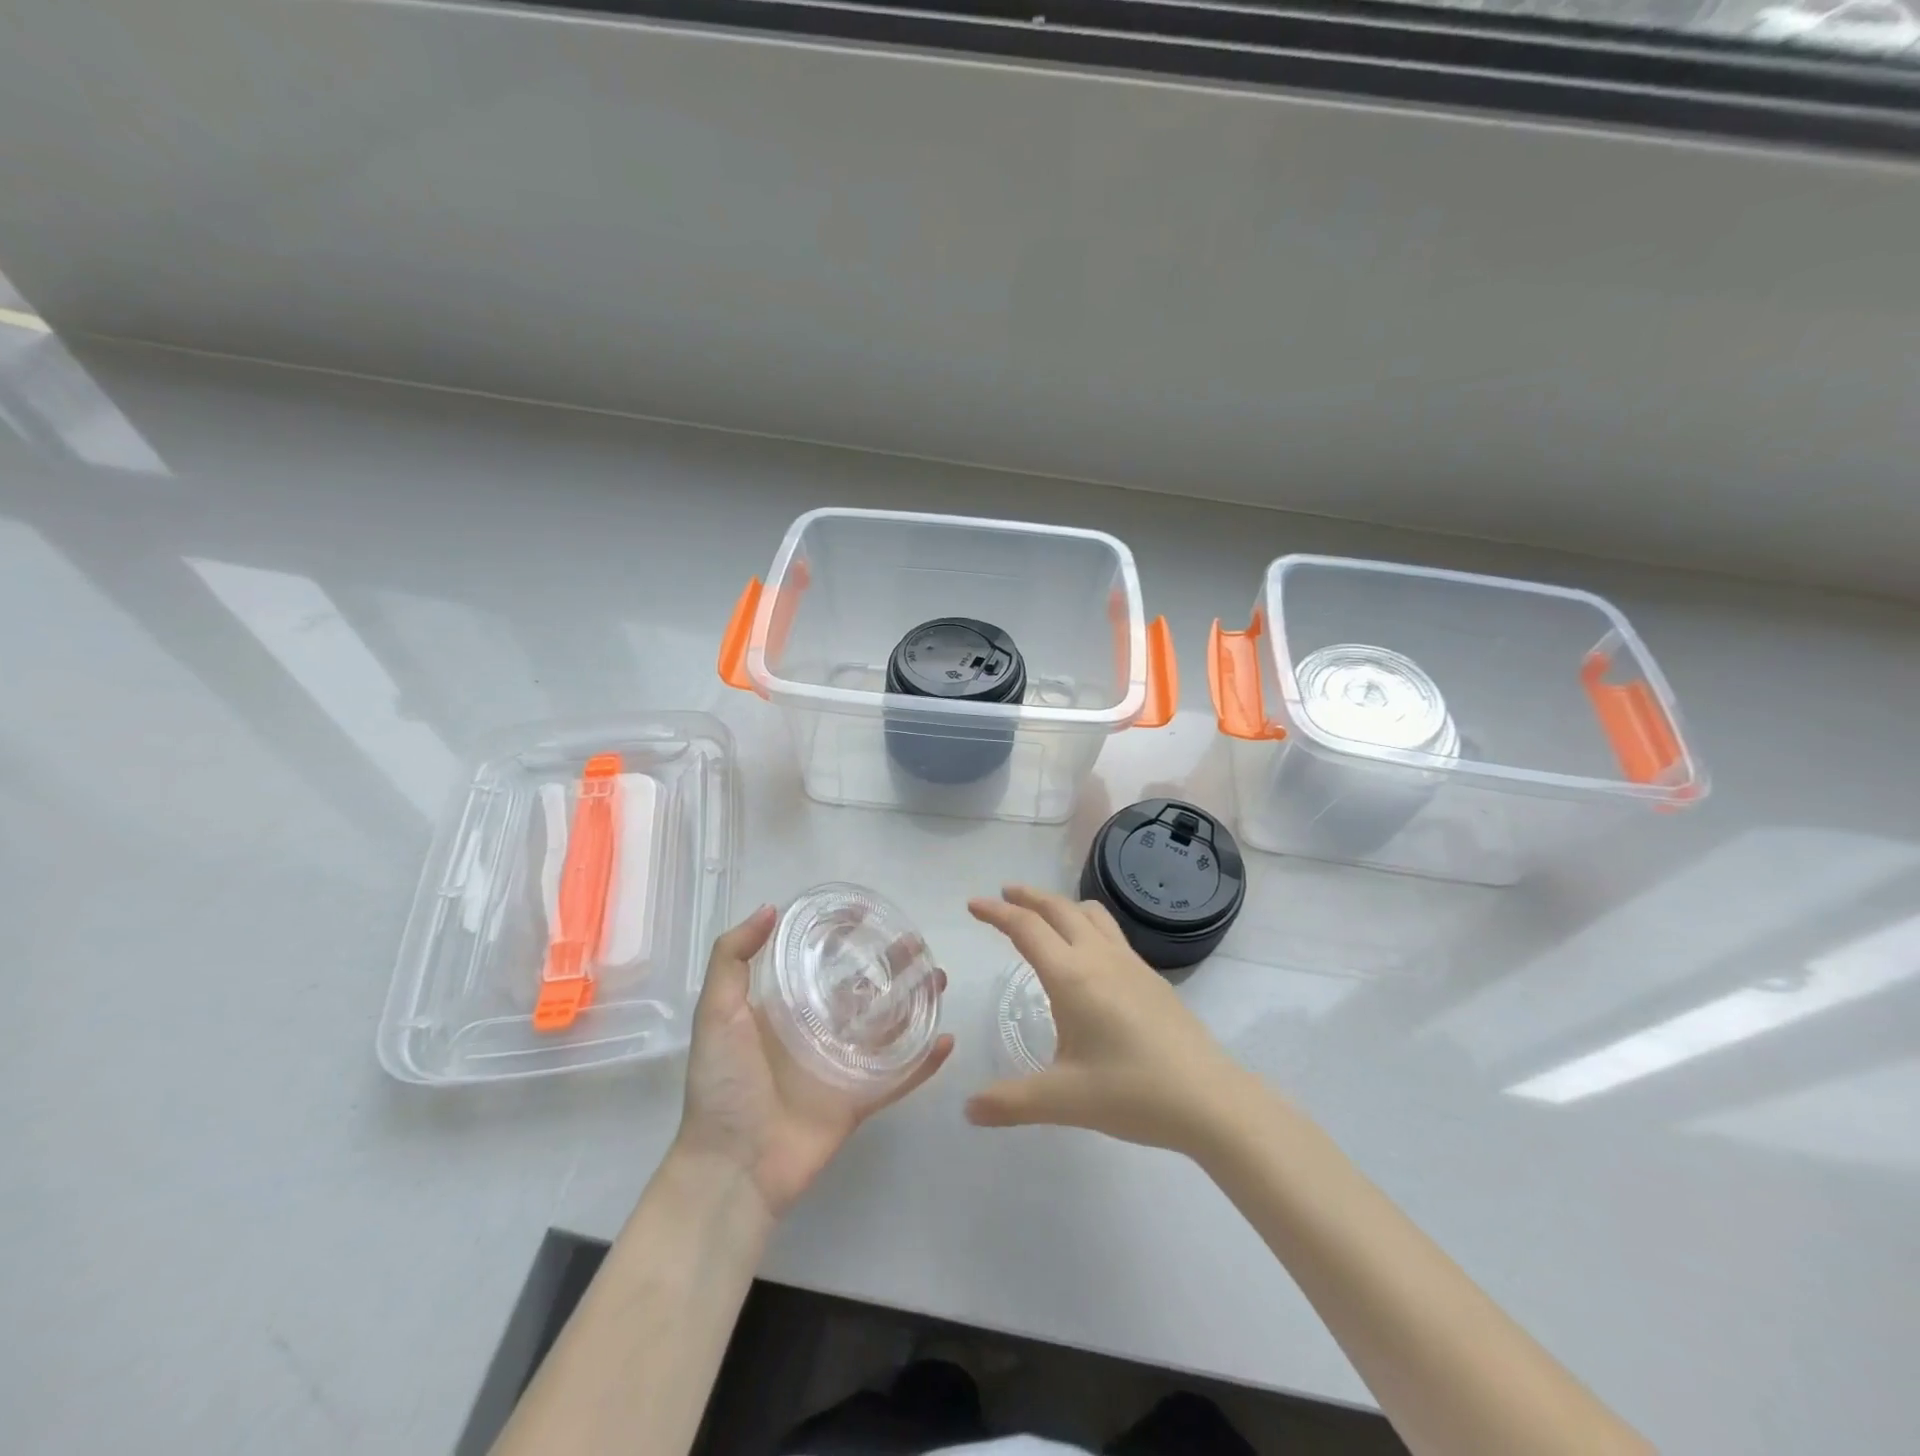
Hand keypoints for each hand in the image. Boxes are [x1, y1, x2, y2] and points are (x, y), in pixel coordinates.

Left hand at [675, 905, 954, 1222]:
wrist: (733, 1167)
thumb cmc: (722, 1085)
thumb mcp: (716, 1013)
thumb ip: (731, 959)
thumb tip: (769, 909)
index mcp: (784, 1009)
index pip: (821, 963)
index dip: (844, 938)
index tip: (868, 914)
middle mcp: (817, 1031)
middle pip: (863, 990)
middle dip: (890, 966)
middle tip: (917, 945)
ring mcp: (842, 1066)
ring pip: (888, 1027)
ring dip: (914, 1003)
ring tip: (938, 978)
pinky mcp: (859, 1100)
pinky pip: (899, 1077)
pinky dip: (924, 1061)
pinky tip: (947, 1038)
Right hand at [966, 886, 1249, 1153]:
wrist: (1210, 1099)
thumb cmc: (1132, 1093)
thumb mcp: (1064, 1100)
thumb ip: (1011, 1102)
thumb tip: (968, 1109)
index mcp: (1072, 977)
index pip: (1026, 928)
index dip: (996, 913)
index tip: (973, 904)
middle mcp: (1100, 958)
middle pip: (1058, 908)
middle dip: (1027, 897)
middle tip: (1004, 895)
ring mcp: (1130, 963)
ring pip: (1090, 914)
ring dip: (1061, 905)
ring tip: (1044, 916)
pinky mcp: (1151, 977)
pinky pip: (1110, 932)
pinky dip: (1086, 924)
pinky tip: (1087, 956)